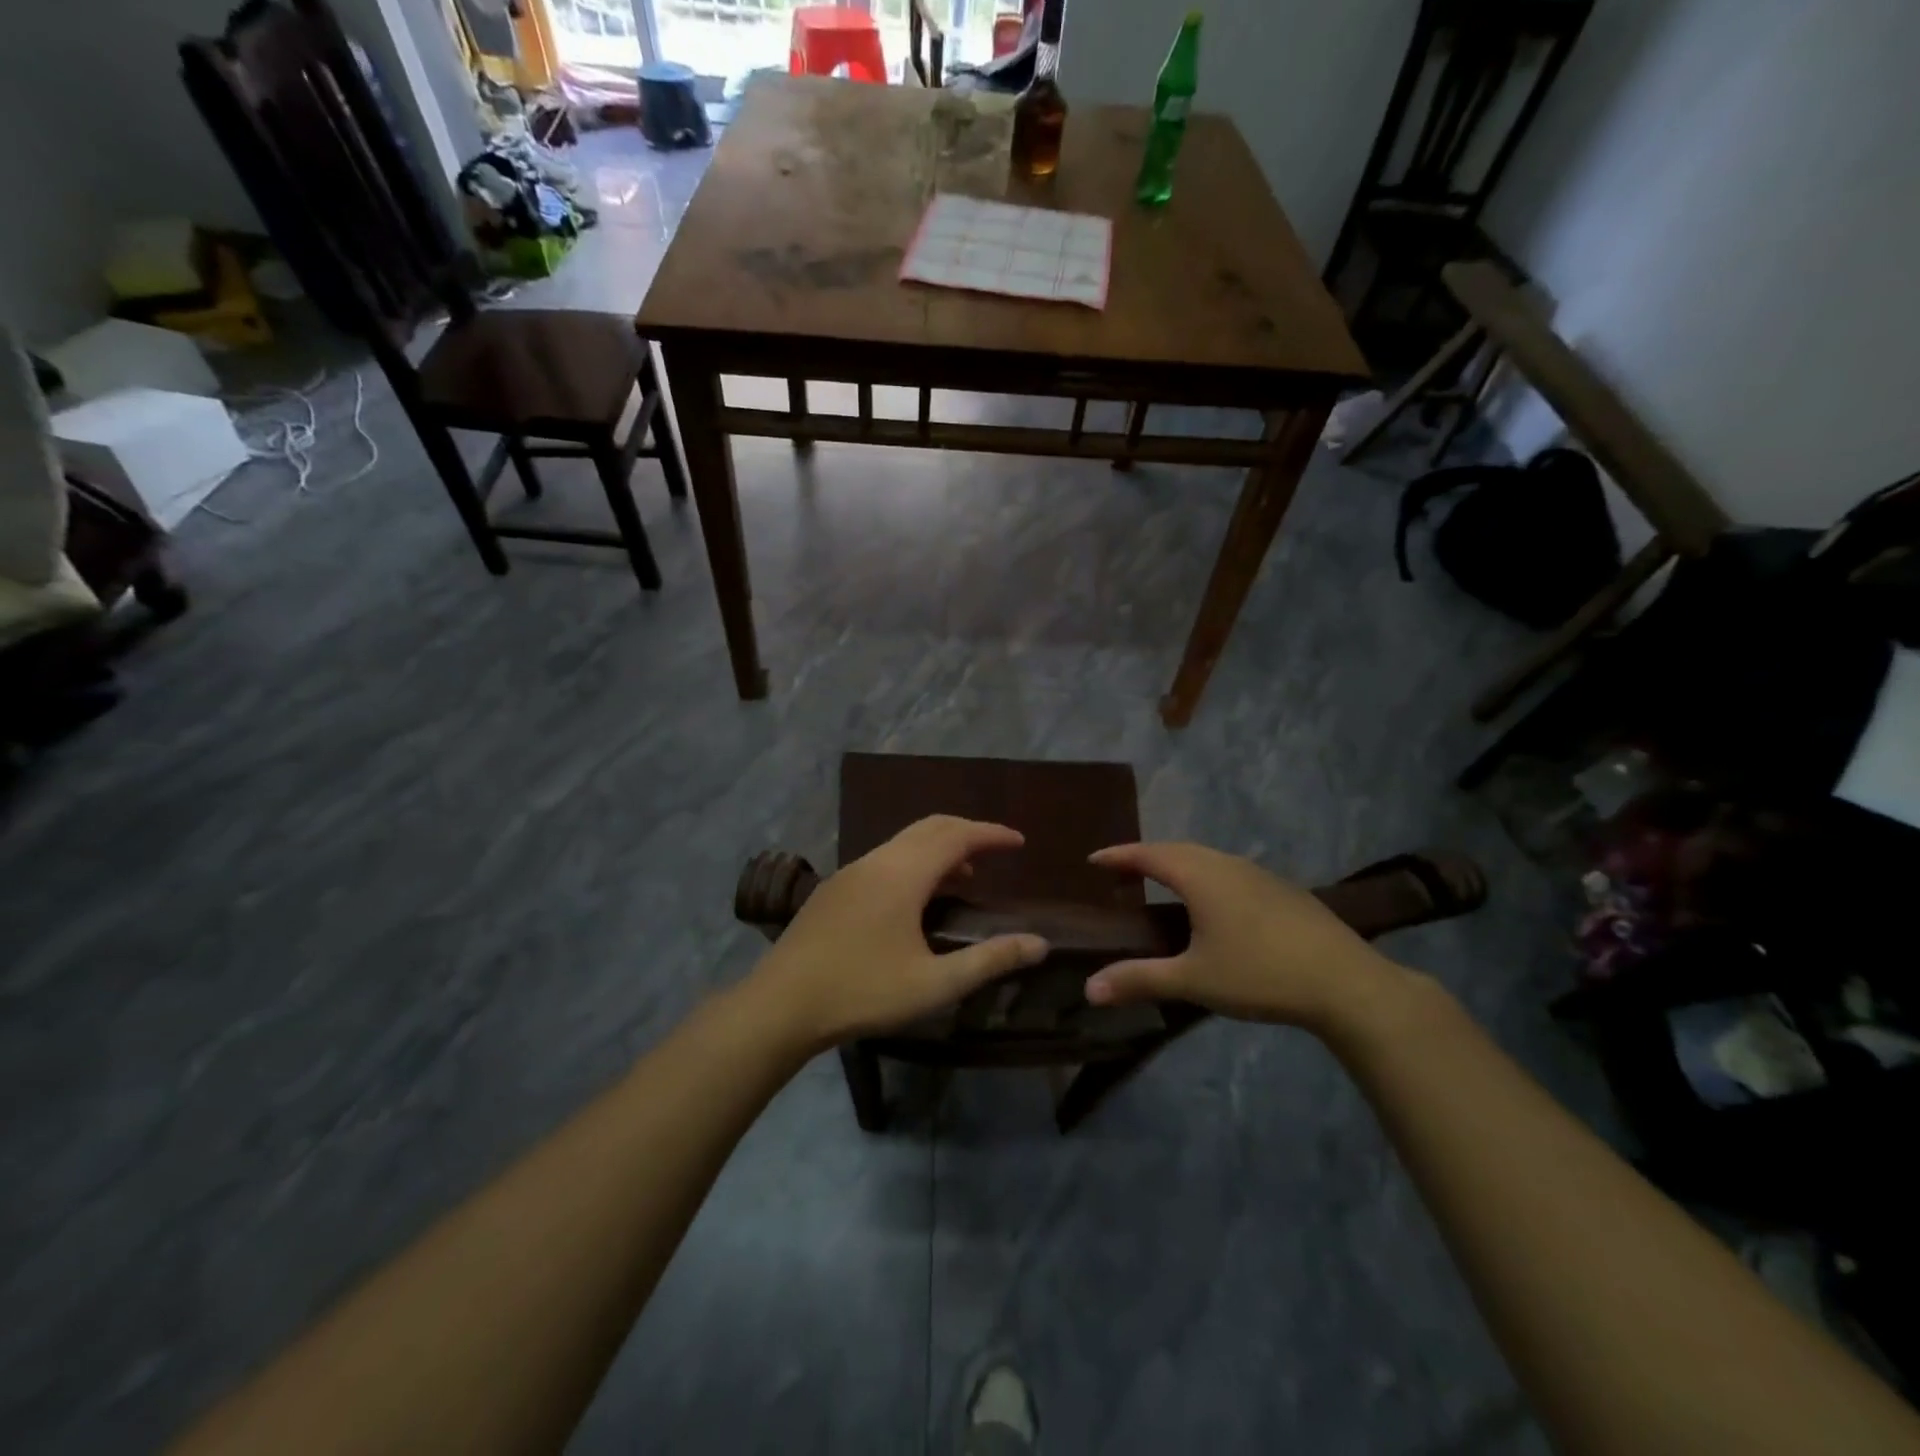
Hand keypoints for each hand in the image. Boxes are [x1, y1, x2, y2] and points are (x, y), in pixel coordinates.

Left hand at [747, 816, 1048, 1049]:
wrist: (781, 1004)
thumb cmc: (862, 992)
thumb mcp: (934, 984)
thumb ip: (990, 961)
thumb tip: (1039, 944)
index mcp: (903, 874)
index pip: (956, 835)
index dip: (991, 834)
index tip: (1019, 842)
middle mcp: (877, 861)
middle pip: (930, 828)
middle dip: (967, 832)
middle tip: (997, 850)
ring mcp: (851, 871)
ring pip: (904, 842)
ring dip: (939, 849)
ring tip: (966, 877)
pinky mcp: (835, 888)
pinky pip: (886, 858)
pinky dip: (915, 862)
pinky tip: (918, 898)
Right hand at [1084, 842, 1404, 1030]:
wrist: (1347, 983)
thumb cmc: (1260, 974)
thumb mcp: (1193, 981)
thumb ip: (1140, 980)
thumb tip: (1088, 989)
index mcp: (1201, 876)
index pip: (1149, 854)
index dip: (1119, 855)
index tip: (1093, 859)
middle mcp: (1227, 865)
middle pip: (1178, 849)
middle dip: (1146, 856)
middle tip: (1122, 871)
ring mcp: (1259, 874)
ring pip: (1207, 858)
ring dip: (1178, 863)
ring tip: (1161, 882)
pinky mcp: (1283, 890)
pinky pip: (1229, 870)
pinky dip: (1205, 875)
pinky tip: (1214, 903)